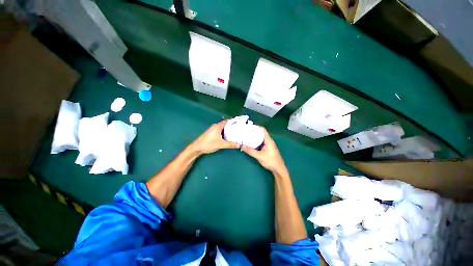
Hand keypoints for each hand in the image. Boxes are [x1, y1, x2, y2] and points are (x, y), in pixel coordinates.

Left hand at [190, 120, 239, 154]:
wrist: (197, 148)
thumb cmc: (208, 144)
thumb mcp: (220, 144)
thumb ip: (230, 144)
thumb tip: (239, 145)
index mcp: (217, 126)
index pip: (227, 121)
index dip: (233, 121)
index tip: (240, 123)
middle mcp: (215, 126)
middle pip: (225, 124)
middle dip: (232, 126)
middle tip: (239, 128)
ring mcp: (213, 130)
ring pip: (222, 128)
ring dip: (228, 130)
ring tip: (235, 132)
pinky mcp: (211, 133)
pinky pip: (220, 131)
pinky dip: (225, 132)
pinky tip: (228, 136)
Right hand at [241, 127, 287, 174]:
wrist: (278, 169)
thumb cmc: (270, 161)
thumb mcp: (259, 156)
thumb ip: (250, 151)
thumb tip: (242, 146)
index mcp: (268, 140)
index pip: (263, 130)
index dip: (257, 127)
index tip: (249, 126)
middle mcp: (269, 141)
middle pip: (261, 133)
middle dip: (254, 132)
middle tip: (247, 131)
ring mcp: (269, 144)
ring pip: (261, 138)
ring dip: (255, 137)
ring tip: (248, 136)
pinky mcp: (268, 148)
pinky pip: (262, 142)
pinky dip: (257, 141)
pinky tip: (252, 143)